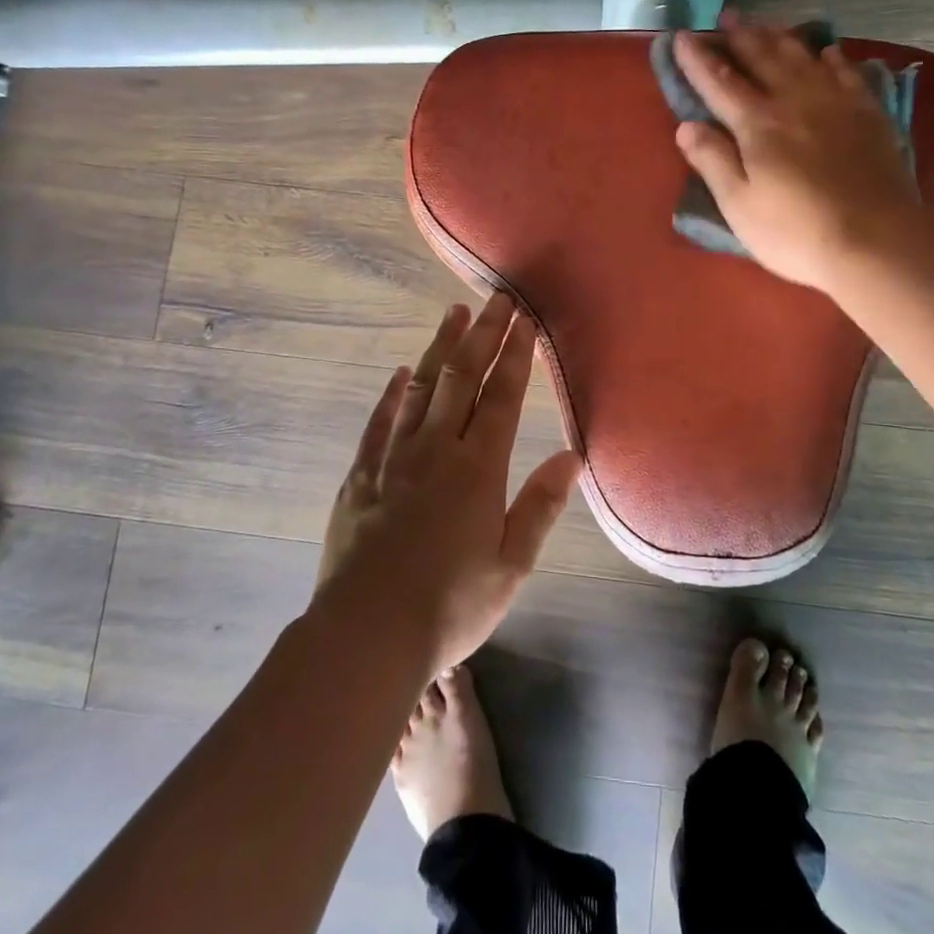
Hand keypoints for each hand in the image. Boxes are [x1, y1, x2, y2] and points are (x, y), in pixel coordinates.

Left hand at [315, 295, 582, 674]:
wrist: (366, 634)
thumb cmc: (450, 605)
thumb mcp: (510, 565)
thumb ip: (541, 505)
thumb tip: (572, 456)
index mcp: (478, 469)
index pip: (502, 396)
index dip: (515, 355)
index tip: (524, 320)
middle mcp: (437, 450)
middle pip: (463, 378)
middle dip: (483, 334)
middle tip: (497, 299)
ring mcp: (394, 458)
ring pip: (421, 388)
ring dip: (440, 348)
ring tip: (454, 314)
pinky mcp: (360, 475)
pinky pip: (380, 422)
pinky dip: (392, 393)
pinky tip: (401, 373)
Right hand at [674, 15, 922, 292]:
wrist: (877, 241)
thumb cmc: (796, 231)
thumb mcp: (739, 205)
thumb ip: (712, 161)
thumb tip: (686, 125)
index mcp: (757, 124)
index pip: (719, 82)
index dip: (697, 60)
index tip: (681, 37)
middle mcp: (794, 101)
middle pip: (762, 58)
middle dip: (740, 36)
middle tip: (726, 16)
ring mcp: (835, 104)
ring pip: (802, 57)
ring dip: (780, 37)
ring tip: (766, 23)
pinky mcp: (868, 115)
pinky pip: (847, 73)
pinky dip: (832, 57)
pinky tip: (827, 51)